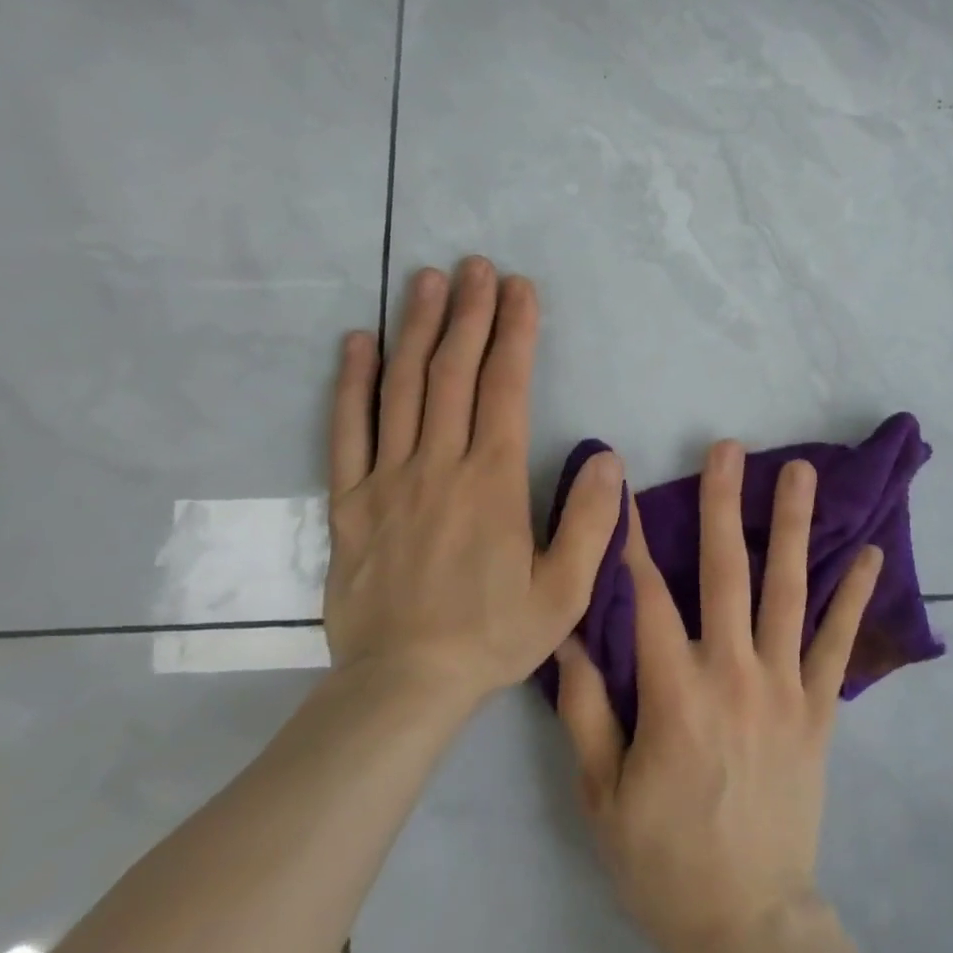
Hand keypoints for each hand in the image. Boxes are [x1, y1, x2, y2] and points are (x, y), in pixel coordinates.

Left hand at [323, 258, 623, 701]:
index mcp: (492, 480)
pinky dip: (352, 383)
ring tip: (427, 280)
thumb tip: (606, 456)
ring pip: (402, 388)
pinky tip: (358, 343)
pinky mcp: (348, 503)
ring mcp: (387, 480)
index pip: (505, 386)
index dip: (515, 331)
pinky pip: (346, 432)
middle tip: (477, 266)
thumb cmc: (494, 635)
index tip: (520, 288)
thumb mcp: (566, 591)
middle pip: (453, 372)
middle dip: (469, 312)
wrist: (403, 687)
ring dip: (416, 328)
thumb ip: (591, 521)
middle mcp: (438, 465)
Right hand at [555, 440, 882, 952]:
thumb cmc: (663, 857)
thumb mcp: (601, 794)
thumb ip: (584, 709)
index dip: (631, 539)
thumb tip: (572, 635)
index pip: (646, 596)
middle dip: (723, 504)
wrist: (746, 918)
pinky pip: (838, 642)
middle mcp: (734, 672)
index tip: (625, 486)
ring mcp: (784, 685)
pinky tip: (871, 551)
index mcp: (674, 692)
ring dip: (793, 527)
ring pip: (789, 590)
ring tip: (801, 473)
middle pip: (726, 572)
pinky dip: (855, 596)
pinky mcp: (819, 707)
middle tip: (728, 449)